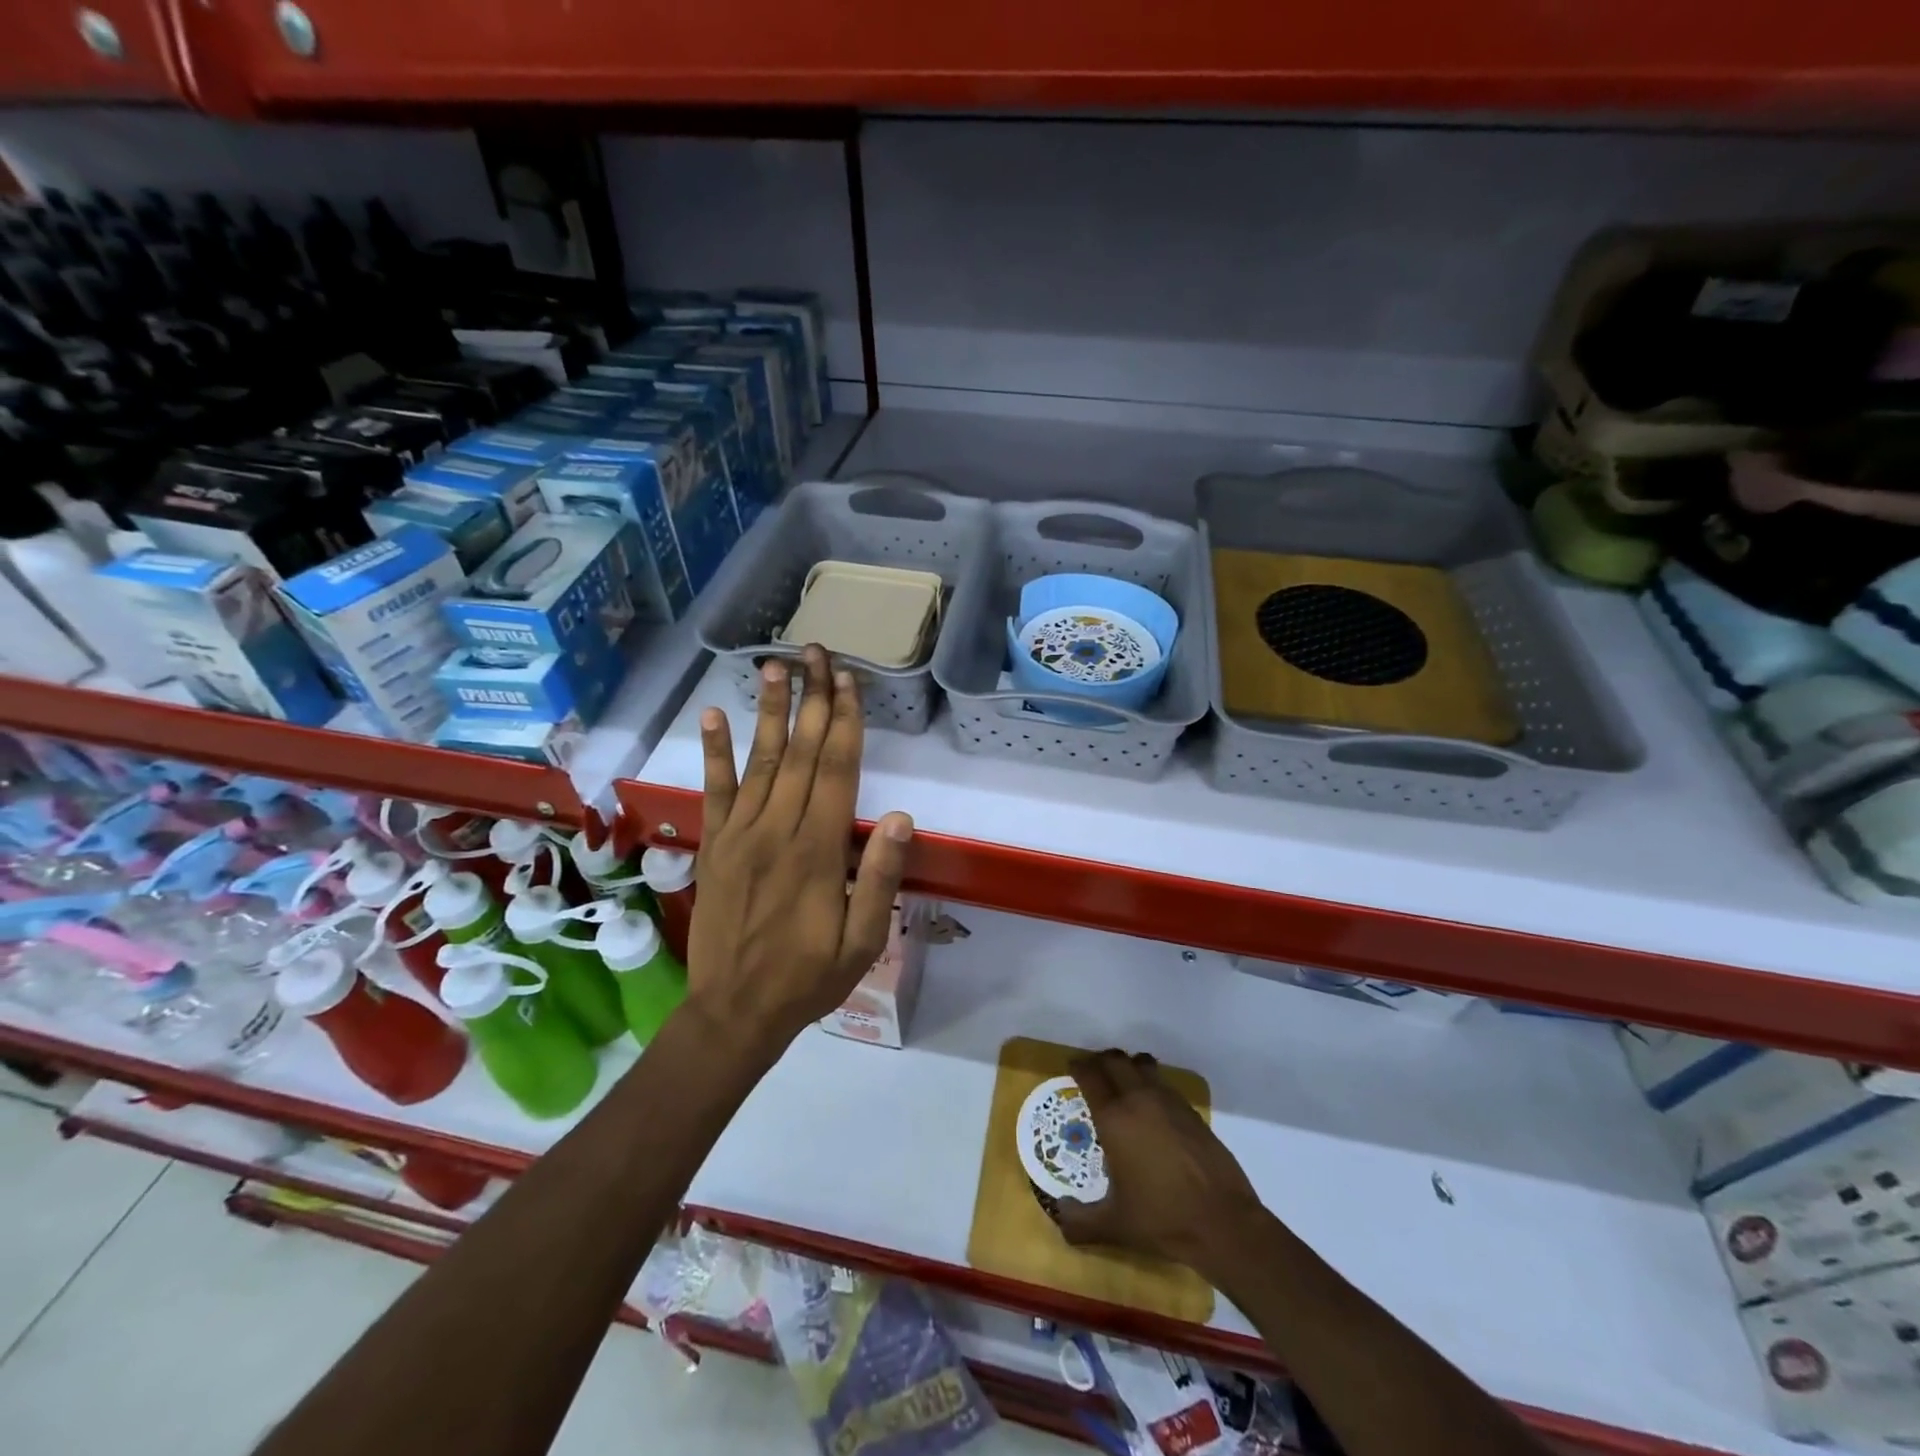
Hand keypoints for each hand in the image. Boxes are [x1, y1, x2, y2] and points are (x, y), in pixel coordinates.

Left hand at [686, 645, 913, 1062]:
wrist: (734, 1011)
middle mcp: (777, 830)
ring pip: (759, 761)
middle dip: (812, 699)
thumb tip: (899, 817)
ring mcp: (740, 834)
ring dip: (768, 711)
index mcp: (818, 850)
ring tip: (773, 667)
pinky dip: (715, 753)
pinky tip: (715, 717)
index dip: (845, 722)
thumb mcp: (862, 942)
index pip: (836, 770)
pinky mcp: (714, 845)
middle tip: (815, 652)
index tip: (848, 681)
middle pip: (800, 752)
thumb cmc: (808, 978)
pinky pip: (714, 791)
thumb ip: (879, 878)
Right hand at [1056, 1049, 1266, 1278]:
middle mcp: (1139, 1100)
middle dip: (1101, 1061)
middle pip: (1116, 1061)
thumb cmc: (1162, 1219)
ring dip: (1129, 1065)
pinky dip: (1152, 1083)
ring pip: (1143, 1065)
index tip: (1073, 1068)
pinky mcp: (1191, 1112)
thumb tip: (1060, 1213)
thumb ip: (1080, 1222)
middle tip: (1094, 1071)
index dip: (1079, 1068)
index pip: (1091, 1076)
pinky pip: (1164, 1083)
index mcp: (1114, 1119)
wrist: (1222, 1222)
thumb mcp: (1115, 1226)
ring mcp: (1169, 1102)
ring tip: (1123, 1080)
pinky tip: (1152, 1105)